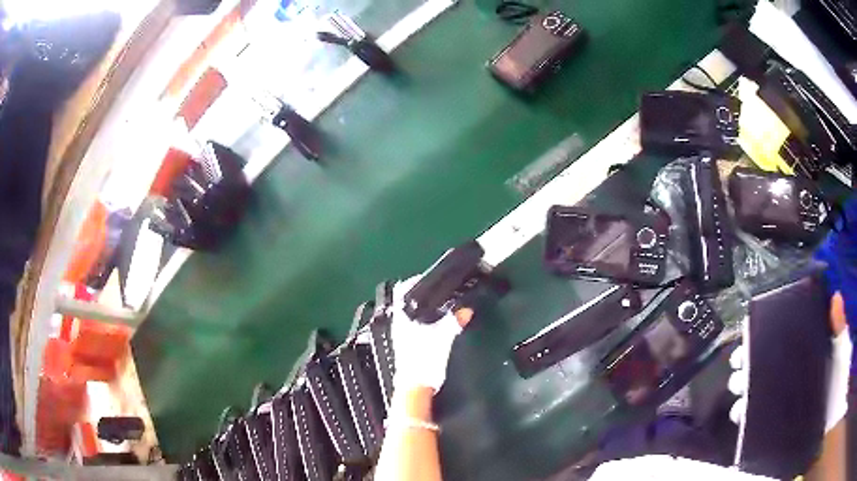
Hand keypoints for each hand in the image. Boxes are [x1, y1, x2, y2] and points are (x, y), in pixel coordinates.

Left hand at [390, 276, 472, 393]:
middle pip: (407, 301)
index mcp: (402, 318)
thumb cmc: (424, 360)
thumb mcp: (443, 338)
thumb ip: (454, 321)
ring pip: (412, 314)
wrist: (416, 387)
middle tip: (440, 290)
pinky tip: (438, 323)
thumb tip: (466, 309)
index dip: (412, 281)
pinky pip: (416, 325)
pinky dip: (426, 320)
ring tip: (442, 304)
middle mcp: (399, 324)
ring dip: (425, 308)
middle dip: (423, 294)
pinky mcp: (408, 346)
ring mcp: (402, 336)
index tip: (429, 278)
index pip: (400, 290)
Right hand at [729, 292, 852, 431]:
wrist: (831, 414)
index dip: (760, 334)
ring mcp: (783, 401)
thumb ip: (839, 328)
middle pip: (762, 366)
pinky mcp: (777, 425)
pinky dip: (745, 422)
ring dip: (742, 395)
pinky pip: (757, 423)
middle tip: (739, 369)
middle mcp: (791, 375)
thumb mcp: (842, 350)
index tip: (747, 334)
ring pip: (755, 396)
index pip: (779, 338)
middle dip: (745, 366)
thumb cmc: (839, 379)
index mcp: (805, 352)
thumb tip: (836, 297)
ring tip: (740, 397)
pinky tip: (741, 418)